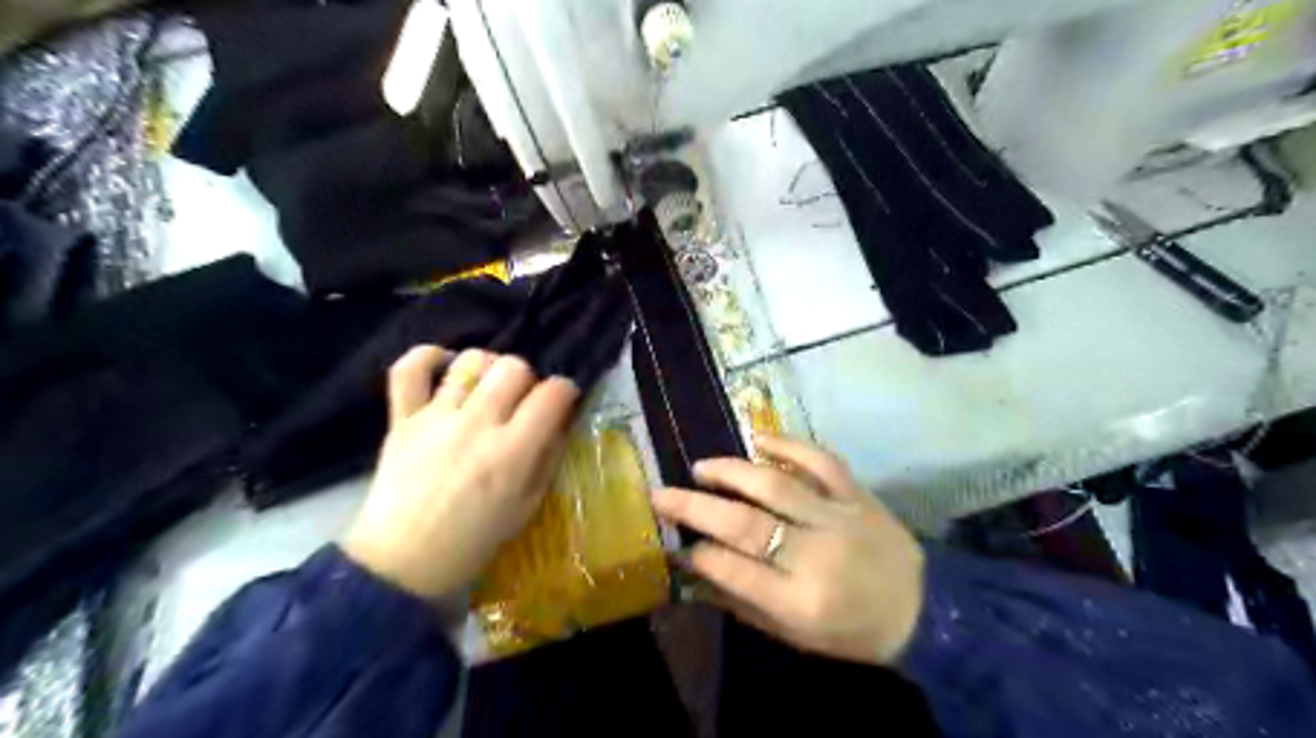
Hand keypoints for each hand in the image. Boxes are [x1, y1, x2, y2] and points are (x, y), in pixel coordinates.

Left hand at [342, 345, 579, 597]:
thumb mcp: (527, 506)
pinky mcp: (402, 418)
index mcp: (512, 452)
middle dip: (528, 378)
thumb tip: (559, 422)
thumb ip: (548, 458)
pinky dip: (427, 357)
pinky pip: (409, 370)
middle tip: (523, 401)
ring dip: (488, 367)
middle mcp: (477, 424)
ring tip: (487, 387)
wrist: (403, 562)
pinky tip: (445, 365)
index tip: (563, 401)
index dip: (566, 390)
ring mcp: (436, 417)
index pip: (552, 394)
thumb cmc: (473, 540)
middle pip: (514, 367)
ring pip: (471, 361)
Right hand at [649, 435, 922, 666]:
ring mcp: (839, 518)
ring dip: (731, 472)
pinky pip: (820, 461)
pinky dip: (788, 445)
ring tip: (701, 467)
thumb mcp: (794, 636)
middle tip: (661, 494)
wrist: (923, 612)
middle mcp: (816, 554)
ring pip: (775, 485)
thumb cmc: (851, 632)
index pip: (733, 570)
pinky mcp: (857, 495)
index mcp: (800, 601)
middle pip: (745, 523)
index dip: (696, 555)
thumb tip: (693, 570)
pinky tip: (758, 440)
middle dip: (695, 507)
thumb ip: (742, 602)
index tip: (673, 543)